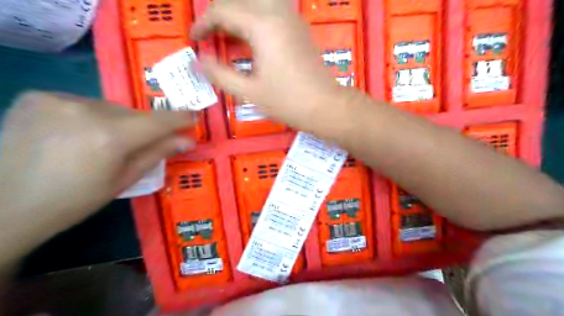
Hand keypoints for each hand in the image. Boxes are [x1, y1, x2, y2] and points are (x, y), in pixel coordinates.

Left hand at [0, 93, 193, 255]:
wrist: (7, 205)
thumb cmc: (76, 200)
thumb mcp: (125, 179)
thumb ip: (158, 153)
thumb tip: (188, 140)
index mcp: (110, 137)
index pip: (158, 121)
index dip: (180, 118)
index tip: (194, 117)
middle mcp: (86, 110)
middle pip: (133, 113)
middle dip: (143, 127)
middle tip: (137, 144)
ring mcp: (58, 99)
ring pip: (109, 107)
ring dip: (115, 121)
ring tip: (101, 142)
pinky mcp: (38, 96)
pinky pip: (82, 102)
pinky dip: (88, 115)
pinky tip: (75, 133)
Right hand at [192, 0, 340, 128]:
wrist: (325, 106)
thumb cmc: (288, 101)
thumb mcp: (250, 92)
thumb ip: (220, 74)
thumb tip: (199, 62)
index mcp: (263, 26)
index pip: (223, 11)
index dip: (203, 23)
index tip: (194, 39)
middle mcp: (278, 14)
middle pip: (239, 1)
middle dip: (219, 16)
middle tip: (210, 37)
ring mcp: (292, 19)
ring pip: (256, 4)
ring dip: (237, 15)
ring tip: (227, 37)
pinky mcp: (299, 29)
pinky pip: (271, 12)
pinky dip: (254, 20)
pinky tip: (250, 40)